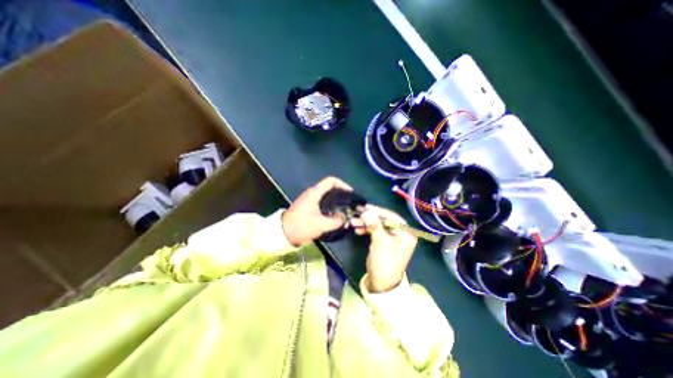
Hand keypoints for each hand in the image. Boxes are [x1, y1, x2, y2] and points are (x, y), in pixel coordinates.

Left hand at [281, 176, 352, 245]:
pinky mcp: (308, 206)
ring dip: (336, 201)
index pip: (331, 181)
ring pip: (327, 196)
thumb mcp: (321, 225)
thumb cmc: (301, 226)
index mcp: (315, 193)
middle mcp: (312, 193)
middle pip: (330, 188)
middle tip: (350, 203)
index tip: (350, 193)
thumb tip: (345, 217)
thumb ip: (336, 221)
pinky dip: (330, 206)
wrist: (282, 233)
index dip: (342, 184)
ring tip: (345, 209)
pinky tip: (335, 215)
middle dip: (341, 194)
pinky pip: (323, 202)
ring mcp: (309, 199)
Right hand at [355, 206, 419, 292]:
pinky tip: (357, 229)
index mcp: (405, 232)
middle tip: (357, 213)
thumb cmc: (385, 261)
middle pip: (383, 220)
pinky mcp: (384, 242)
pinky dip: (366, 229)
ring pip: (378, 225)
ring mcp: (392, 238)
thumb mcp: (380, 241)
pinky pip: (375, 231)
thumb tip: (367, 211)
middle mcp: (400, 233)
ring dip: (366, 223)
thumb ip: (374, 224)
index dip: (377, 211)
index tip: (365, 207)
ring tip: (353, 222)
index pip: (391, 216)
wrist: (381, 283)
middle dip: (369, 217)